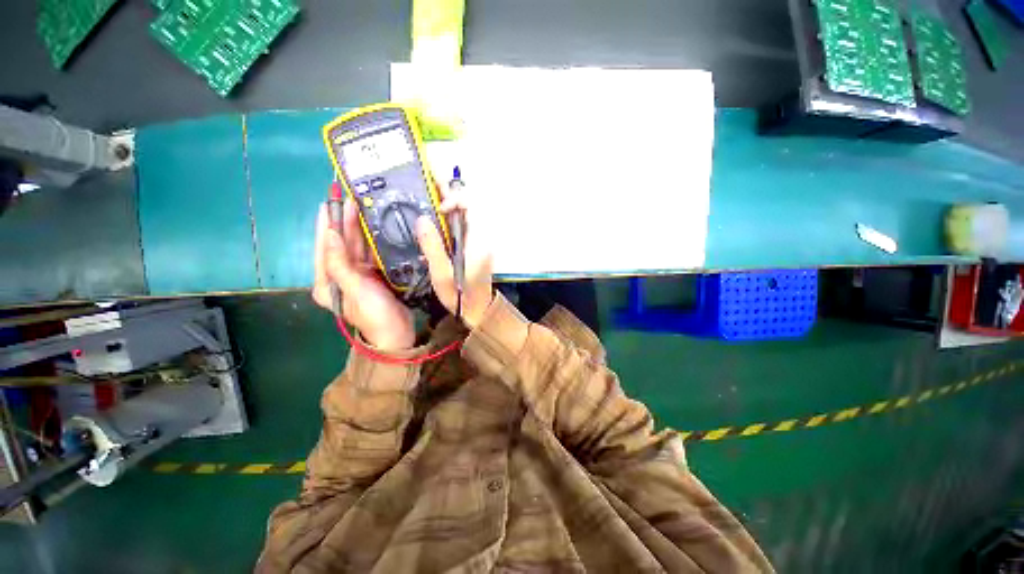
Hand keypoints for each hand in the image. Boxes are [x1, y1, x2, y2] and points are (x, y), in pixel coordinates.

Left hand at [312, 198, 415, 350]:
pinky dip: (373, 241)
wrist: (396, 334)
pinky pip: (370, 255)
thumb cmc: (374, 314)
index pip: (323, 247)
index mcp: (326, 281)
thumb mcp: (355, 289)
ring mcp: (357, 276)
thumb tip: (330, 233)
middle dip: (343, 223)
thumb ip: (340, 262)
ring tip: (362, 208)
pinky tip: (377, 228)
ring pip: (356, 248)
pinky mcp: (373, 277)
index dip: (326, 225)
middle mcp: (339, 276)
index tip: (328, 203)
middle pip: (340, 245)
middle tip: (349, 200)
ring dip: (359, 229)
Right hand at [416, 180, 494, 328]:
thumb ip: (433, 246)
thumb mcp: (442, 274)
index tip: (438, 208)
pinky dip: (449, 222)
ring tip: (426, 205)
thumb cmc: (461, 295)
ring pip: (465, 216)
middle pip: (469, 206)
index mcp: (478, 241)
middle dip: (449, 197)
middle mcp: (482, 237)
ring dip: (447, 209)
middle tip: (427, 193)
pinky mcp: (474, 247)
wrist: (478, 310)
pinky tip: (434, 227)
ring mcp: (479, 242)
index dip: (455, 199)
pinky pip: (463, 227)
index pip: (472, 205)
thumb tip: (422, 219)